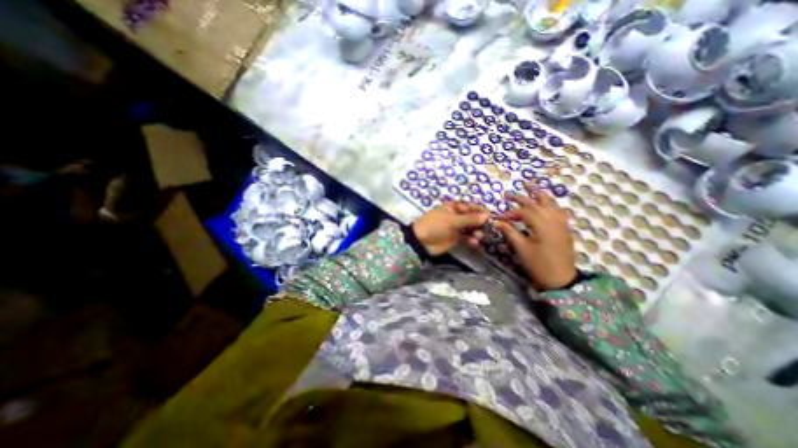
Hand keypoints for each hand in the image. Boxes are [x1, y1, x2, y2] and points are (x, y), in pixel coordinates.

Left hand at [415, 202, 489, 255]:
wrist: (421, 242)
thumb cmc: (434, 225)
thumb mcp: (451, 220)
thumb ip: (469, 219)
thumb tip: (487, 215)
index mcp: (453, 207)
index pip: (470, 207)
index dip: (480, 211)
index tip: (490, 217)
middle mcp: (456, 216)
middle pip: (472, 218)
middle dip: (480, 223)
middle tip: (487, 228)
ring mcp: (456, 227)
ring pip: (471, 228)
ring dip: (476, 232)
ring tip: (478, 236)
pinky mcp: (456, 238)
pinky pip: (467, 238)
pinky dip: (471, 240)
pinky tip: (473, 243)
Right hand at [497, 182, 577, 290]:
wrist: (560, 279)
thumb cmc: (538, 264)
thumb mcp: (521, 248)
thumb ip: (509, 232)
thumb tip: (496, 222)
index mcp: (542, 224)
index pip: (523, 212)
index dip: (509, 213)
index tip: (498, 218)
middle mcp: (553, 219)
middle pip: (537, 202)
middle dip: (522, 197)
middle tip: (508, 194)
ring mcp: (562, 223)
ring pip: (551, 203)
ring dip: (539, 194)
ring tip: (529, 186)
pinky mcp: (565, 228)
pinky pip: (558, 210)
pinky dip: (550, 204)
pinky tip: (545, 203)